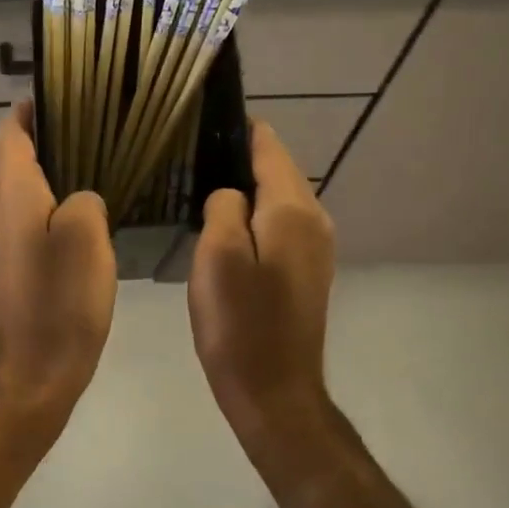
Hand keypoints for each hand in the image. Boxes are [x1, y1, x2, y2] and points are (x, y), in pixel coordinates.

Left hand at [0, 99, 116, 426]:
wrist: (36, 369)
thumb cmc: (62, 300)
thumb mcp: (88, 238)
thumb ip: (85, 199)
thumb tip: (80, 198)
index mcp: (14, 196)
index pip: (9, 137)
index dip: (26, 113)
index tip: (55, 96)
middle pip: (1, 158)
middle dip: (26, 134)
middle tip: (71, 124)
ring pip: (7, 186)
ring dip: (30, 164)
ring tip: (76, 156)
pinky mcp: (9, 264)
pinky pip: (17, 213)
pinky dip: (36, 194)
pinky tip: (70, 205)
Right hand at [187, 121, 335, 437]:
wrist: (274, 392)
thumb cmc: (240, 324)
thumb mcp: (218, 256)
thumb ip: (223, 207)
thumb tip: (229, 195)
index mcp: (293, 210)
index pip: (269, 148)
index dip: (241, 128)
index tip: (206, 116)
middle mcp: (314, 220)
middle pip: (278, 171)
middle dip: (241, 157)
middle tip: (192, 153)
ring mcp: (316, 248)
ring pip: (278, 200)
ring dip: (247, 189)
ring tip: (202, 184)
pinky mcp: (308, 272)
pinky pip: (280, 226)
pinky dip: (256, 217)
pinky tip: (226, 226)